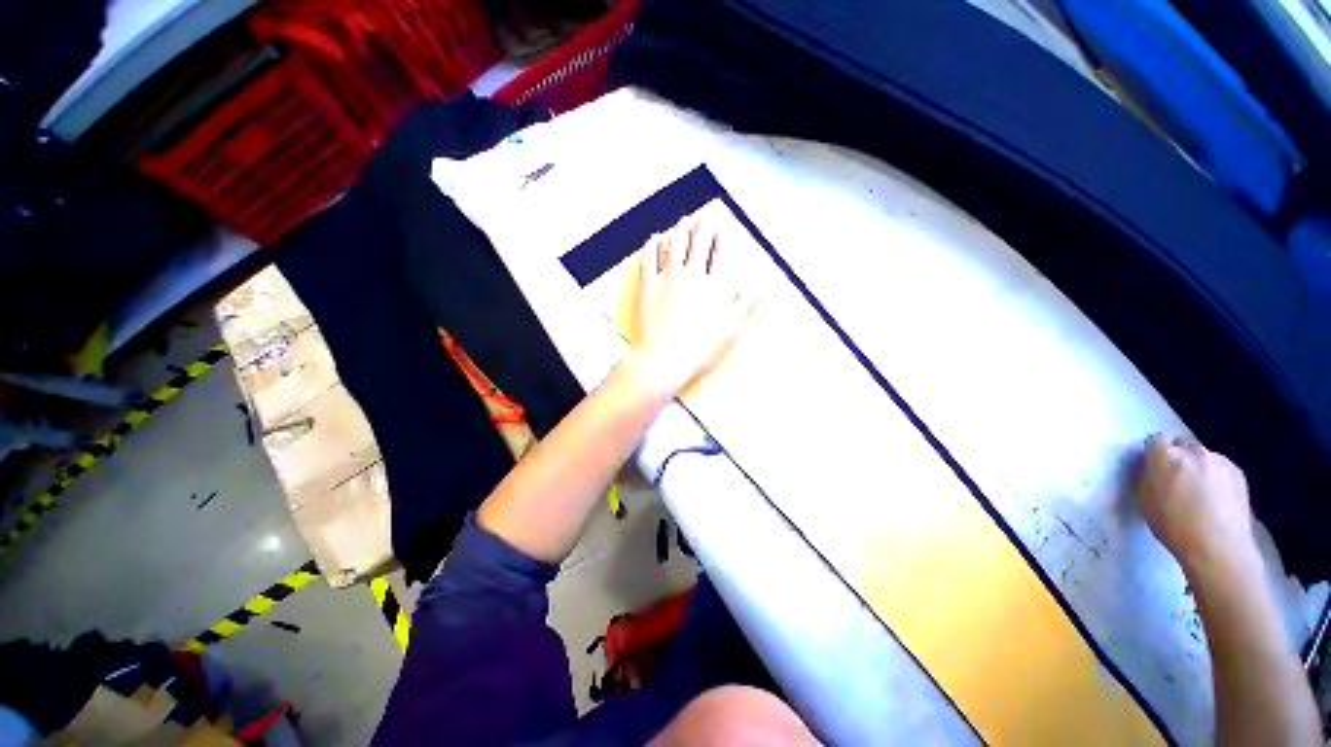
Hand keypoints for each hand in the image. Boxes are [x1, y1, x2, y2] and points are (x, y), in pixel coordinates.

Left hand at [625, 200, 758, 397]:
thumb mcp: (730, 331)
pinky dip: (652, 245)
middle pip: (697, 243)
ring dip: (680, 230)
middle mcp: (691, 276)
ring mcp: (666, 279)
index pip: (719, 254)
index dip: (720, 238)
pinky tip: (655, 238)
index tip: (720, 228)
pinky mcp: (646, 286)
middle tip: (703, 217)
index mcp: (712, 286)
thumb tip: (765, 287)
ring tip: (683, 221)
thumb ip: (746, 305)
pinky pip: (648, 258)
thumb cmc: (699, 350)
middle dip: (702, 227)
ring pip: (674, 245)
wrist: (663, 361)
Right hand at [1137, 434, 1259, 578]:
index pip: (1155, 440)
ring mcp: (1219, 461)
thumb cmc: (1174, 525)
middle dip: (1178, 458)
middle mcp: (1193, 451)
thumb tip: (1147, 468)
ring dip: (1198, 468)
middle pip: (1182, 445)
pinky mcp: (1238, 473)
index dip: (1153, 453)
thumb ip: (1144, 477)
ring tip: (1199, 493)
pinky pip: (1221, 468)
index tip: (1153, 468)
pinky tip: (1216, 499)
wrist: (1219, 547)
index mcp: (1165, 456)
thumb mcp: (1145, 501)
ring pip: (1203, 457)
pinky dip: (1215, 478)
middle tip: (1176, 480)